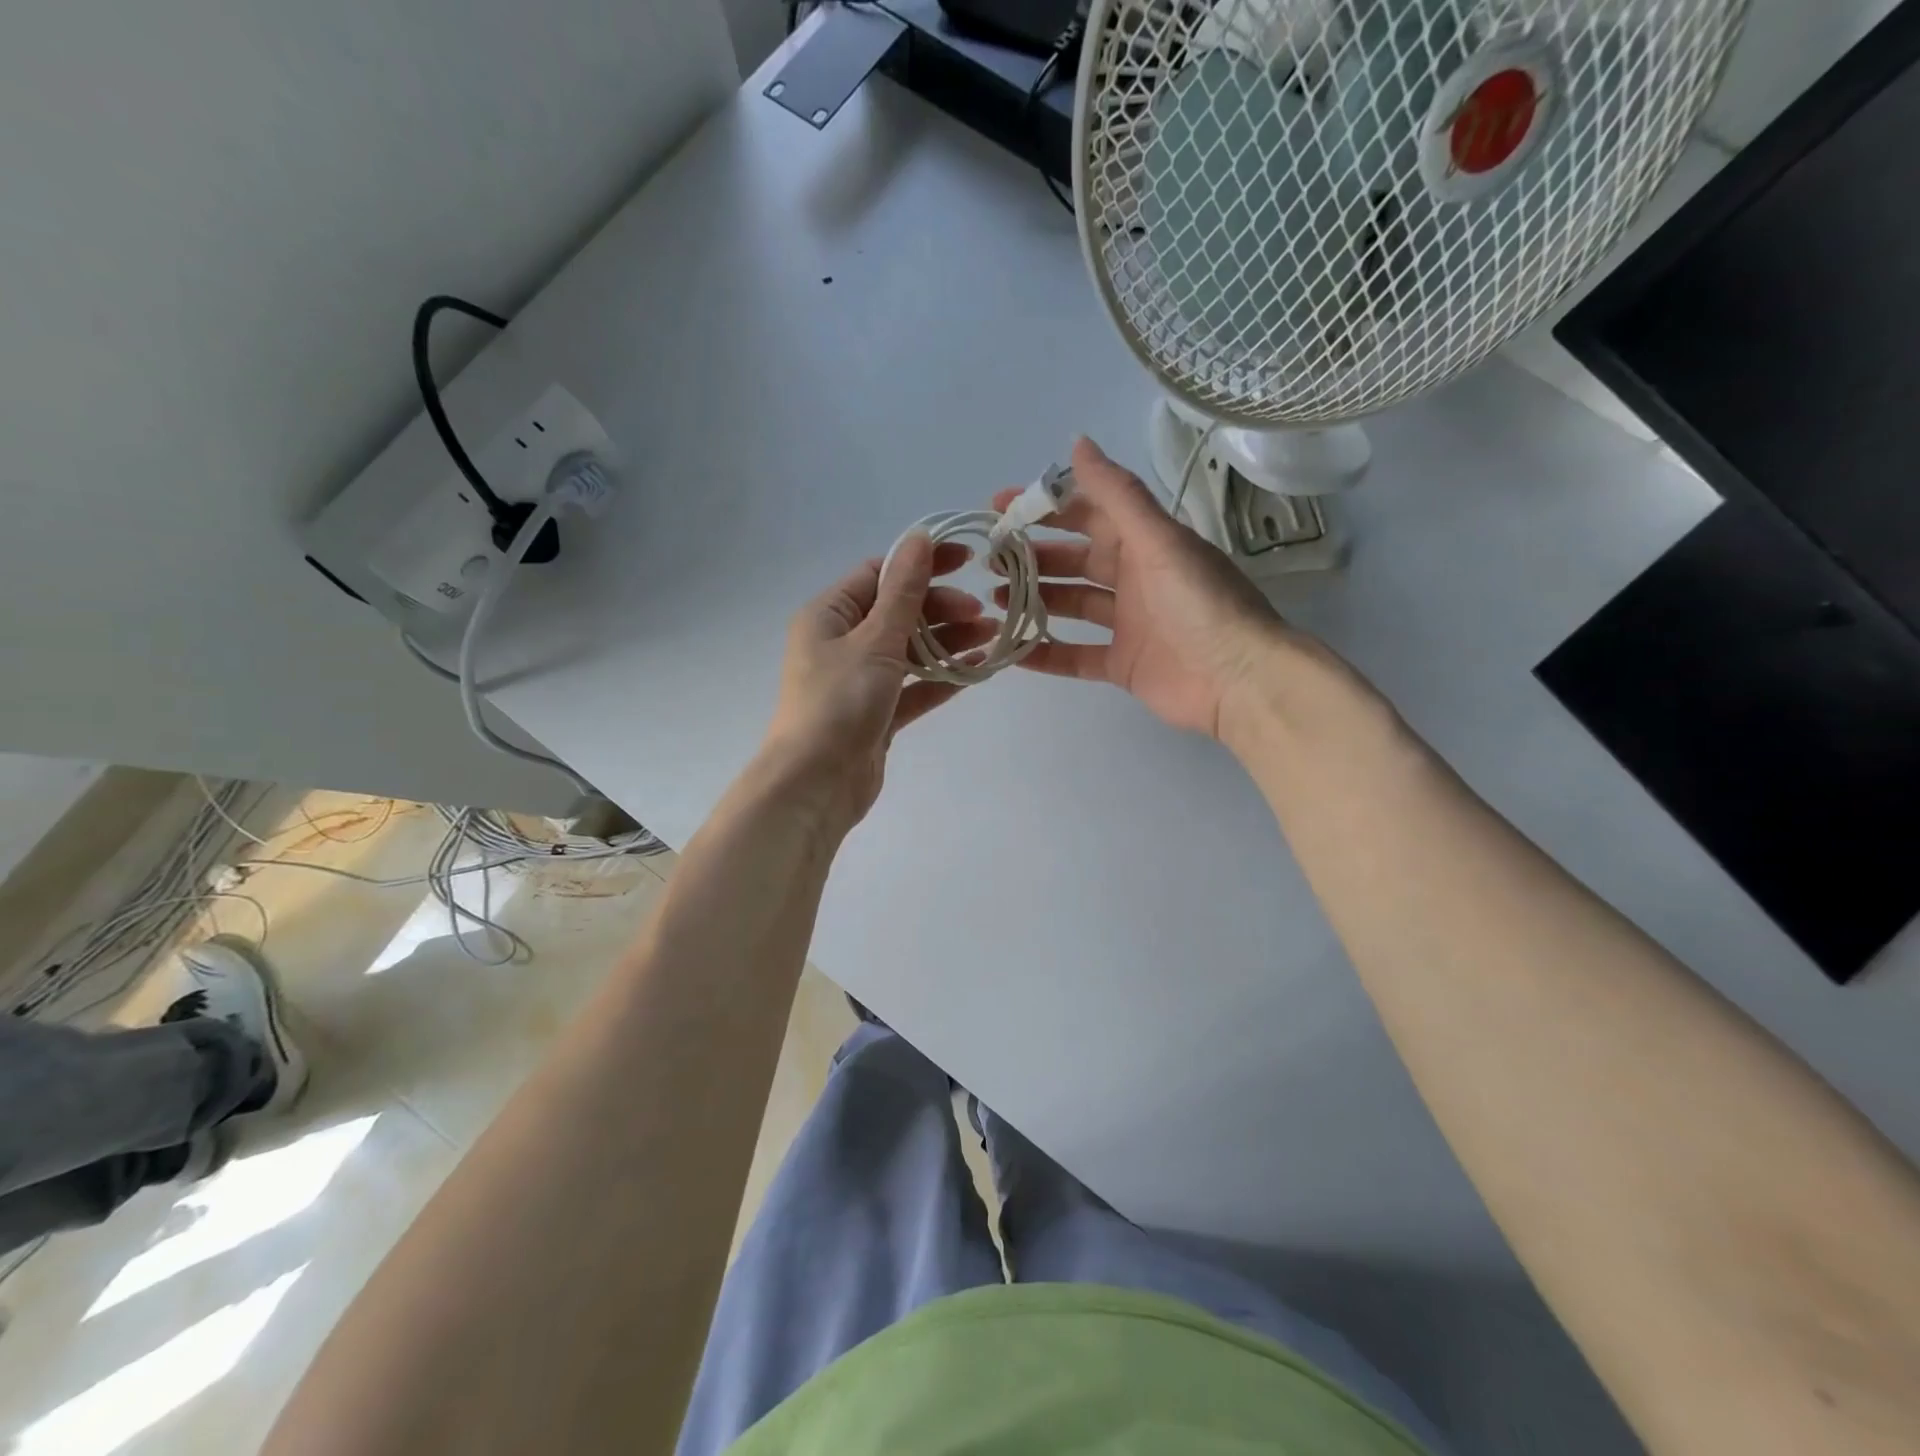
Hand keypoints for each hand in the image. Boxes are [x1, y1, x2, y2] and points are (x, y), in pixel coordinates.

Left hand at [760, 536, 993, 831]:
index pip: (879, 574)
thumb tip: (919, 538)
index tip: (966, 560)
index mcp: (829, 615)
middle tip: (981, 613)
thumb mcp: (874, 641)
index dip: (922, 564)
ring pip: (910, 650)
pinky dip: (941, 678)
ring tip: (991, 636)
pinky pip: (913, 686)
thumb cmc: (839, 703)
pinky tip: (976, 669)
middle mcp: (841, 642)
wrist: (816, 784)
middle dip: (941, 608)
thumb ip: (903, 592)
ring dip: (947, 641)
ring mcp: (860, 680)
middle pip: (898, 612)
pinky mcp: (877, 714)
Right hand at [990, 436, 1288, 740]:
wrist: (1238, 679)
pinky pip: (1076, 656)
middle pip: (1074, 561)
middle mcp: (1134, 578)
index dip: (1046, 506)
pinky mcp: (1122, 664)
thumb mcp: (1157, 540)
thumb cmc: (1199, 602)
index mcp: (1145, 542)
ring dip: (1035, 601)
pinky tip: (1012, 652)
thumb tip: (1078, 442)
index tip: (1000, 506)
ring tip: (994, 600)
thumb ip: (1117, 494)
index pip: (1088, 514)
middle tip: (989, 559)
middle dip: (1033, 557)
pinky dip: (1046, 654)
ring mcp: (1128, 624)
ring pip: (1071, 605)